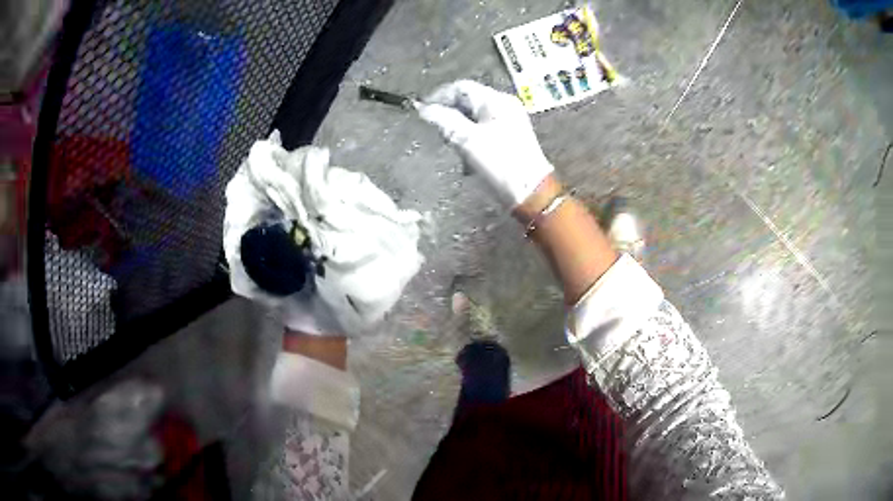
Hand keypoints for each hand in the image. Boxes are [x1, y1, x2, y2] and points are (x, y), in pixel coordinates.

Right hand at [417, 80, 553, 207]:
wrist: (530, 192)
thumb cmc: (500, 164)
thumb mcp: (466, 140)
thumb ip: (443, 120)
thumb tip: (423, 109)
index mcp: (496, 100)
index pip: (460, 87)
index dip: (438, 97)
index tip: (422, 112)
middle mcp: (504, 105)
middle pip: (467, 102)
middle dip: (449, 115)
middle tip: (438, 133)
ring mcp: (508, 121)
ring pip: (473, 117)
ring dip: (459, 130)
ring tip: (453, 149)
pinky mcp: (509, 137)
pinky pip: (482, 130)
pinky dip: (471, 139)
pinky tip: (467, 158)